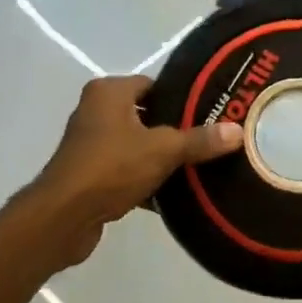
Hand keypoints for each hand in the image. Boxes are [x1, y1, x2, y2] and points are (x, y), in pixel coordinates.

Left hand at [29, 76, 242, 266]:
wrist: (63, 218)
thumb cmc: (111, 167)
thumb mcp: (163, 150)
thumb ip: (200, 140)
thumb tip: (238, 131)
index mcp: (108, 92)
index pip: (153, 85)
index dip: (181, 96)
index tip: (210, 110)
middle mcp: (96, 111)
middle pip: (147, 115)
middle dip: (175, 129)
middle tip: (211, 138)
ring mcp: (91, 144)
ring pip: (137, 145)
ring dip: (161, 157)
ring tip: (199, 165)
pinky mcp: (90, 175)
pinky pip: (127, 171)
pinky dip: (146, 180)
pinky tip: (174, 194)